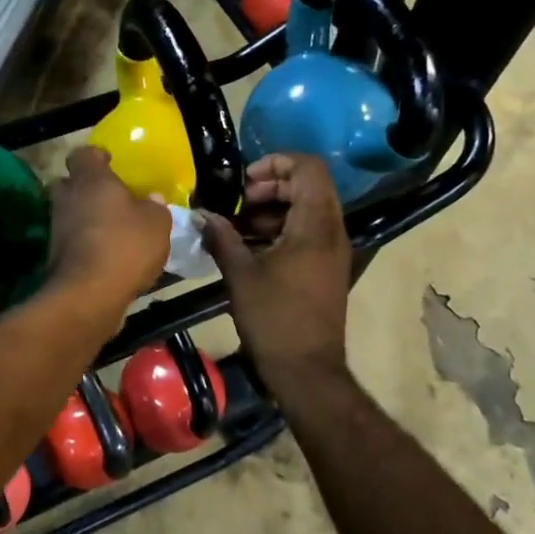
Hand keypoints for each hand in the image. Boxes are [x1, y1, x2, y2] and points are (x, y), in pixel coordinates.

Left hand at [45, 147, 170, 312]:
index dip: (96, 156)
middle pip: (69, 182)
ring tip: (112, 228)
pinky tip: (106, 254)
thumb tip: (152, 198)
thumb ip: (155, 206)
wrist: (88, 294)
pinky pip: (71, 239)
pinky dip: (85, 242)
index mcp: (91, 179)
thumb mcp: (157, 223)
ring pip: (69, 212)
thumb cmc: (126, 246)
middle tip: (109, 196)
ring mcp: (56, 227)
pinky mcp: (54, 255)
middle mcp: (68, 197)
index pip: (83, 154)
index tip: (110, 162)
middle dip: (86, 187)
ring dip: (85, 217)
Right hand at [200, 154, 351, 397]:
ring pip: (310, 207)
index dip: (276, 161)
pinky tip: (254, 245)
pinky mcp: (328, 267)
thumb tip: (200, 214)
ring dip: (276, 206)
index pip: (309, 167)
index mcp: (315, 226)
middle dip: (273, 184)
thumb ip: (221, 237)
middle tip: (241, 201)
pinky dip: (284, 226)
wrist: (307, 371)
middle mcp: (332, 231)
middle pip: (310, 184)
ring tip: (242, 224)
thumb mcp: (240, 275)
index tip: (246, 180)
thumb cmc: (274, 320)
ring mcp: (334, 250)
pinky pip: (310, 230)